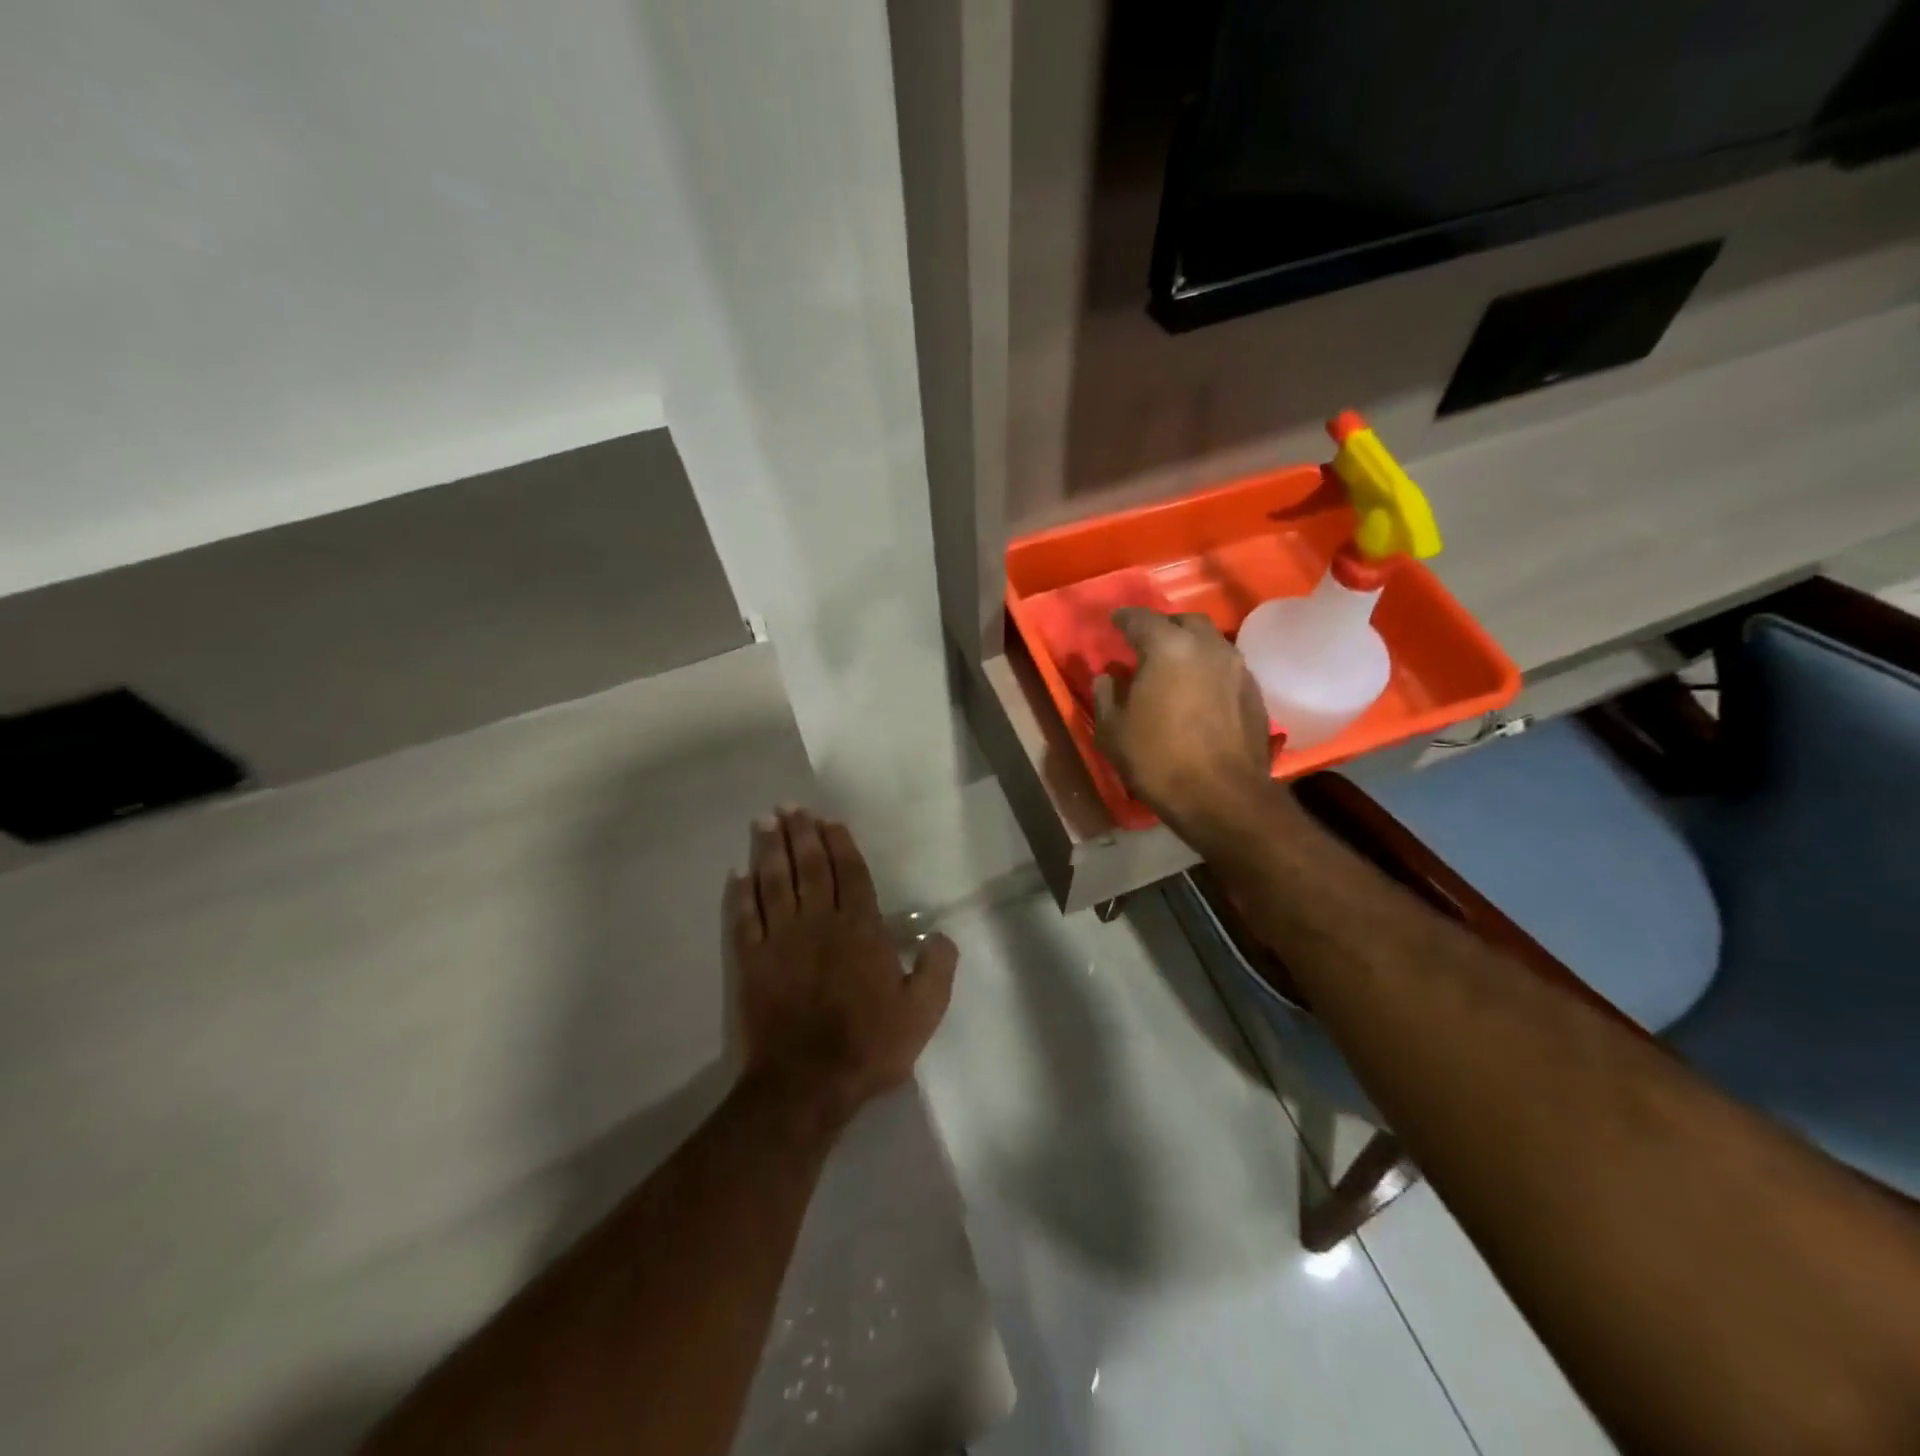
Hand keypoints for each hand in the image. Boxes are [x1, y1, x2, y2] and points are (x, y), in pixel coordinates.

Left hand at [726, 808, 957, 1120]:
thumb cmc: (868, 1045)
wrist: (806, 1083)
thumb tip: (941, 936)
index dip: (839, 844)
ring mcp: (781, 939)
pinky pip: (745, 917)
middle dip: (800, 834)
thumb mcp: (922, 1012)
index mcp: (860, 928)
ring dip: (770, 849)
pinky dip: (741, 893)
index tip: (828, 820)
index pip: (850, 873)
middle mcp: (819, 922)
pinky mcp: (752, 961)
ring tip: (765, 822)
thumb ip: (937, 969)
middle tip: (789, 808)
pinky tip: (738, 873)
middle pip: (809, 867)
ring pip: (775, 882)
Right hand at [1093, 608, 1275, 847]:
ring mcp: (1237, 667)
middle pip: (1184, 622)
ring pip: (1210, 642)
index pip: (1140, 618)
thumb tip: (1108, 675)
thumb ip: (1105, 694)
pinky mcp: (1254, 691)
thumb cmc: (1158, 760)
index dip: (1123, 619)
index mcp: (1168, 648)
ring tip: (1173, 667)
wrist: (1223, 797)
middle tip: (1146, 644)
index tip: (1114, 622)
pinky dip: (1208, 669)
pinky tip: (1197, 691)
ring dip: (1189, 647)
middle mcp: (1207, 647)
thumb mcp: (1112, 731)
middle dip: (1163, 627)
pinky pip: (1226, 667)